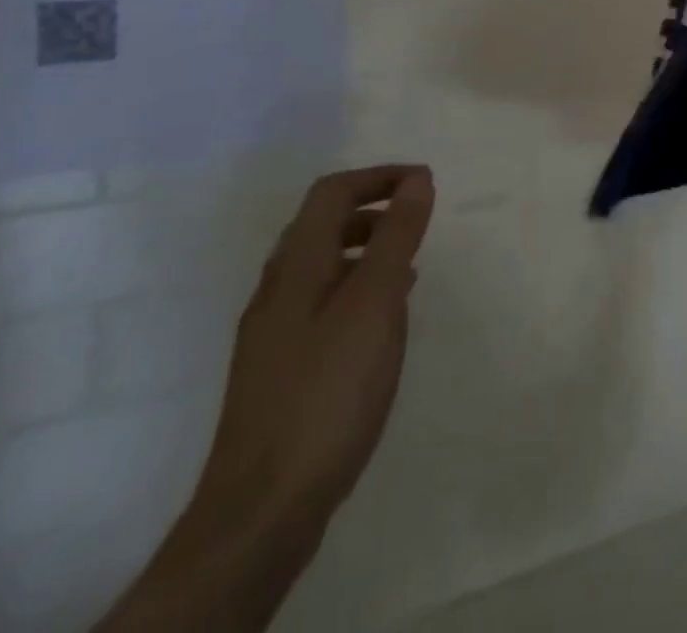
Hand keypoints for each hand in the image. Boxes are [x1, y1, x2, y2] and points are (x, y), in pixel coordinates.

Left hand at [196, 163, 436, 527]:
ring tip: (410, 265)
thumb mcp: (374, 304)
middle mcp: (277, 291)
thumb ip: (396, 238)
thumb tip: (417, 180)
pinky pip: (323, 303)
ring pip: (322, 266)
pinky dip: (357, 289)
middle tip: (418, 219)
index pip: (332, 193)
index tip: (425, 181)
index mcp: (296, 267)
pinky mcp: (281, 370)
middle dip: (372, 209)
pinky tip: (383, 321)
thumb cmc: (327, 392)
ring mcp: (273, 333)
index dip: (378, 176)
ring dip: (367, 249)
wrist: (261, 511)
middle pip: (321, 225)